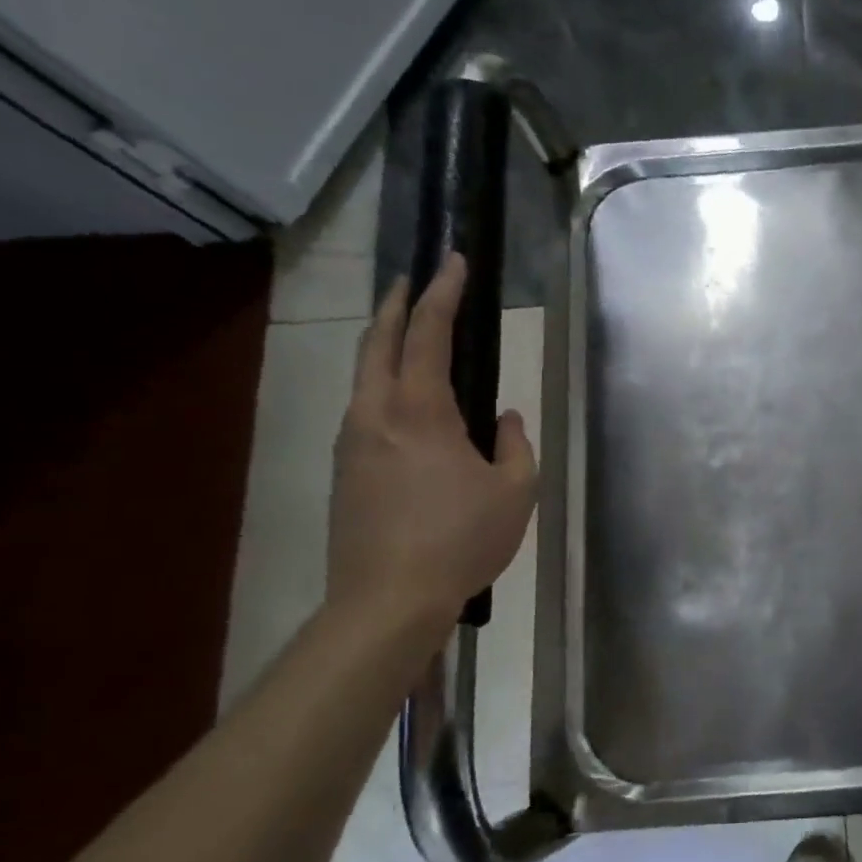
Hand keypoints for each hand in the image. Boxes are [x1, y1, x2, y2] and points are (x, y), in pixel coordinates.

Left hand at [327, 254, 538, 634]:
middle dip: (396, 304)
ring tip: (407, 333)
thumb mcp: (515, 491)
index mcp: (421, 411)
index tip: (452, 262)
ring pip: (363, 374)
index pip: (428, 334)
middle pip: (377, 341)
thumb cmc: (463, 539)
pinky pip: (364, 407)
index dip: (443, 294)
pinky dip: (381, 382)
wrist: (387, 599)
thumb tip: (504, 419)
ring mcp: (353, 441)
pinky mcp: (345, 469)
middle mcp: (376, 414)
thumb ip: (515, 444)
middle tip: (415, 280)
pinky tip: (404, 401)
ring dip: (383, 343)